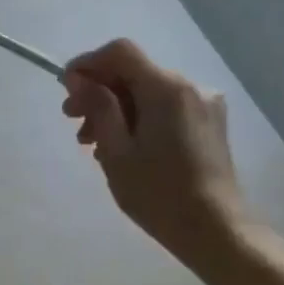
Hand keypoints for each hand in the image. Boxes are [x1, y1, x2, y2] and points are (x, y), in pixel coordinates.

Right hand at [61, 38, 248, 262]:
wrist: (216, 231)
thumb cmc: (158, 193)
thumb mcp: (116, 150)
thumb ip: (97, 106)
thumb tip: (78, 78)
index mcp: (166, 89)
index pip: (120, 52)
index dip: (88, 63)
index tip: (67, 89)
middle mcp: (189, 86)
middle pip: (132, 71)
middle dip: (98, 90)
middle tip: (72, 121)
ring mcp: (203, 104)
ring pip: (146, 90)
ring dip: (115, 107)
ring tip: (93, 142)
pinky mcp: (208, 122)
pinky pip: (163, 105)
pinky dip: (137, 116)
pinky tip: (123, 146)